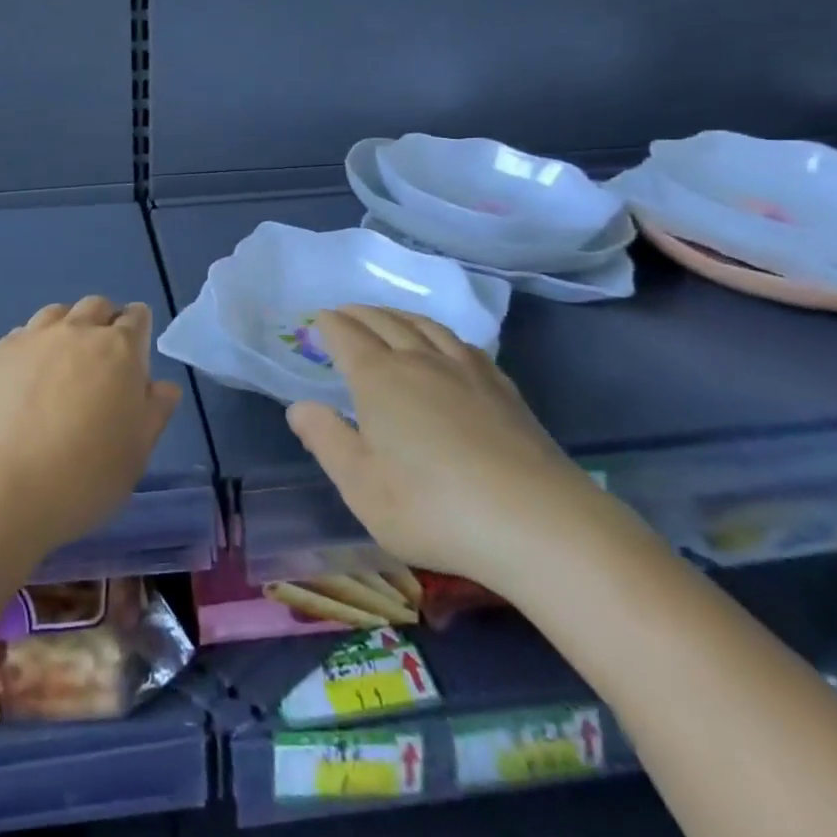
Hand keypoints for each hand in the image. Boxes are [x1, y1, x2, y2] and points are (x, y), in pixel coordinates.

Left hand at [0, 296, 182, 554]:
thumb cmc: (83, 477)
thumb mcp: (135, 454)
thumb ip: (154, 412)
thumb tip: (163, 387)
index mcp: (119, 349)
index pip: (137, 317)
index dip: (139, 331)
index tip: (135, 356)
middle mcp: (76, 331)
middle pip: (95, 307)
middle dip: (103, 323)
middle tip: (100, 361)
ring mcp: (31, 339)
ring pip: (55, 314)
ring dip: (66, 330)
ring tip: (60, 366)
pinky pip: (20, 337)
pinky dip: (30, 350)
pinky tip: (23, 382)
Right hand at [286, 306, 615, 598]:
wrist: (537, 523)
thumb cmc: (432, 507)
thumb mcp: (361, 485)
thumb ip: (326, 440)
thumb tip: (299, 407)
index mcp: (379, 378)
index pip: (347, 337)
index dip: (330, 325)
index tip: (318, 320)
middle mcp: (419, 361)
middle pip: (384, 322)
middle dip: (359, 314)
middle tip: (344, 313)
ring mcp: (466, 370)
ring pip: (425, 326)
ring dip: (398, 315)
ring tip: (387, 317)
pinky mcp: (502, 388)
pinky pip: (462, 343)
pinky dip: (440, 333)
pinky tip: (445, 345)